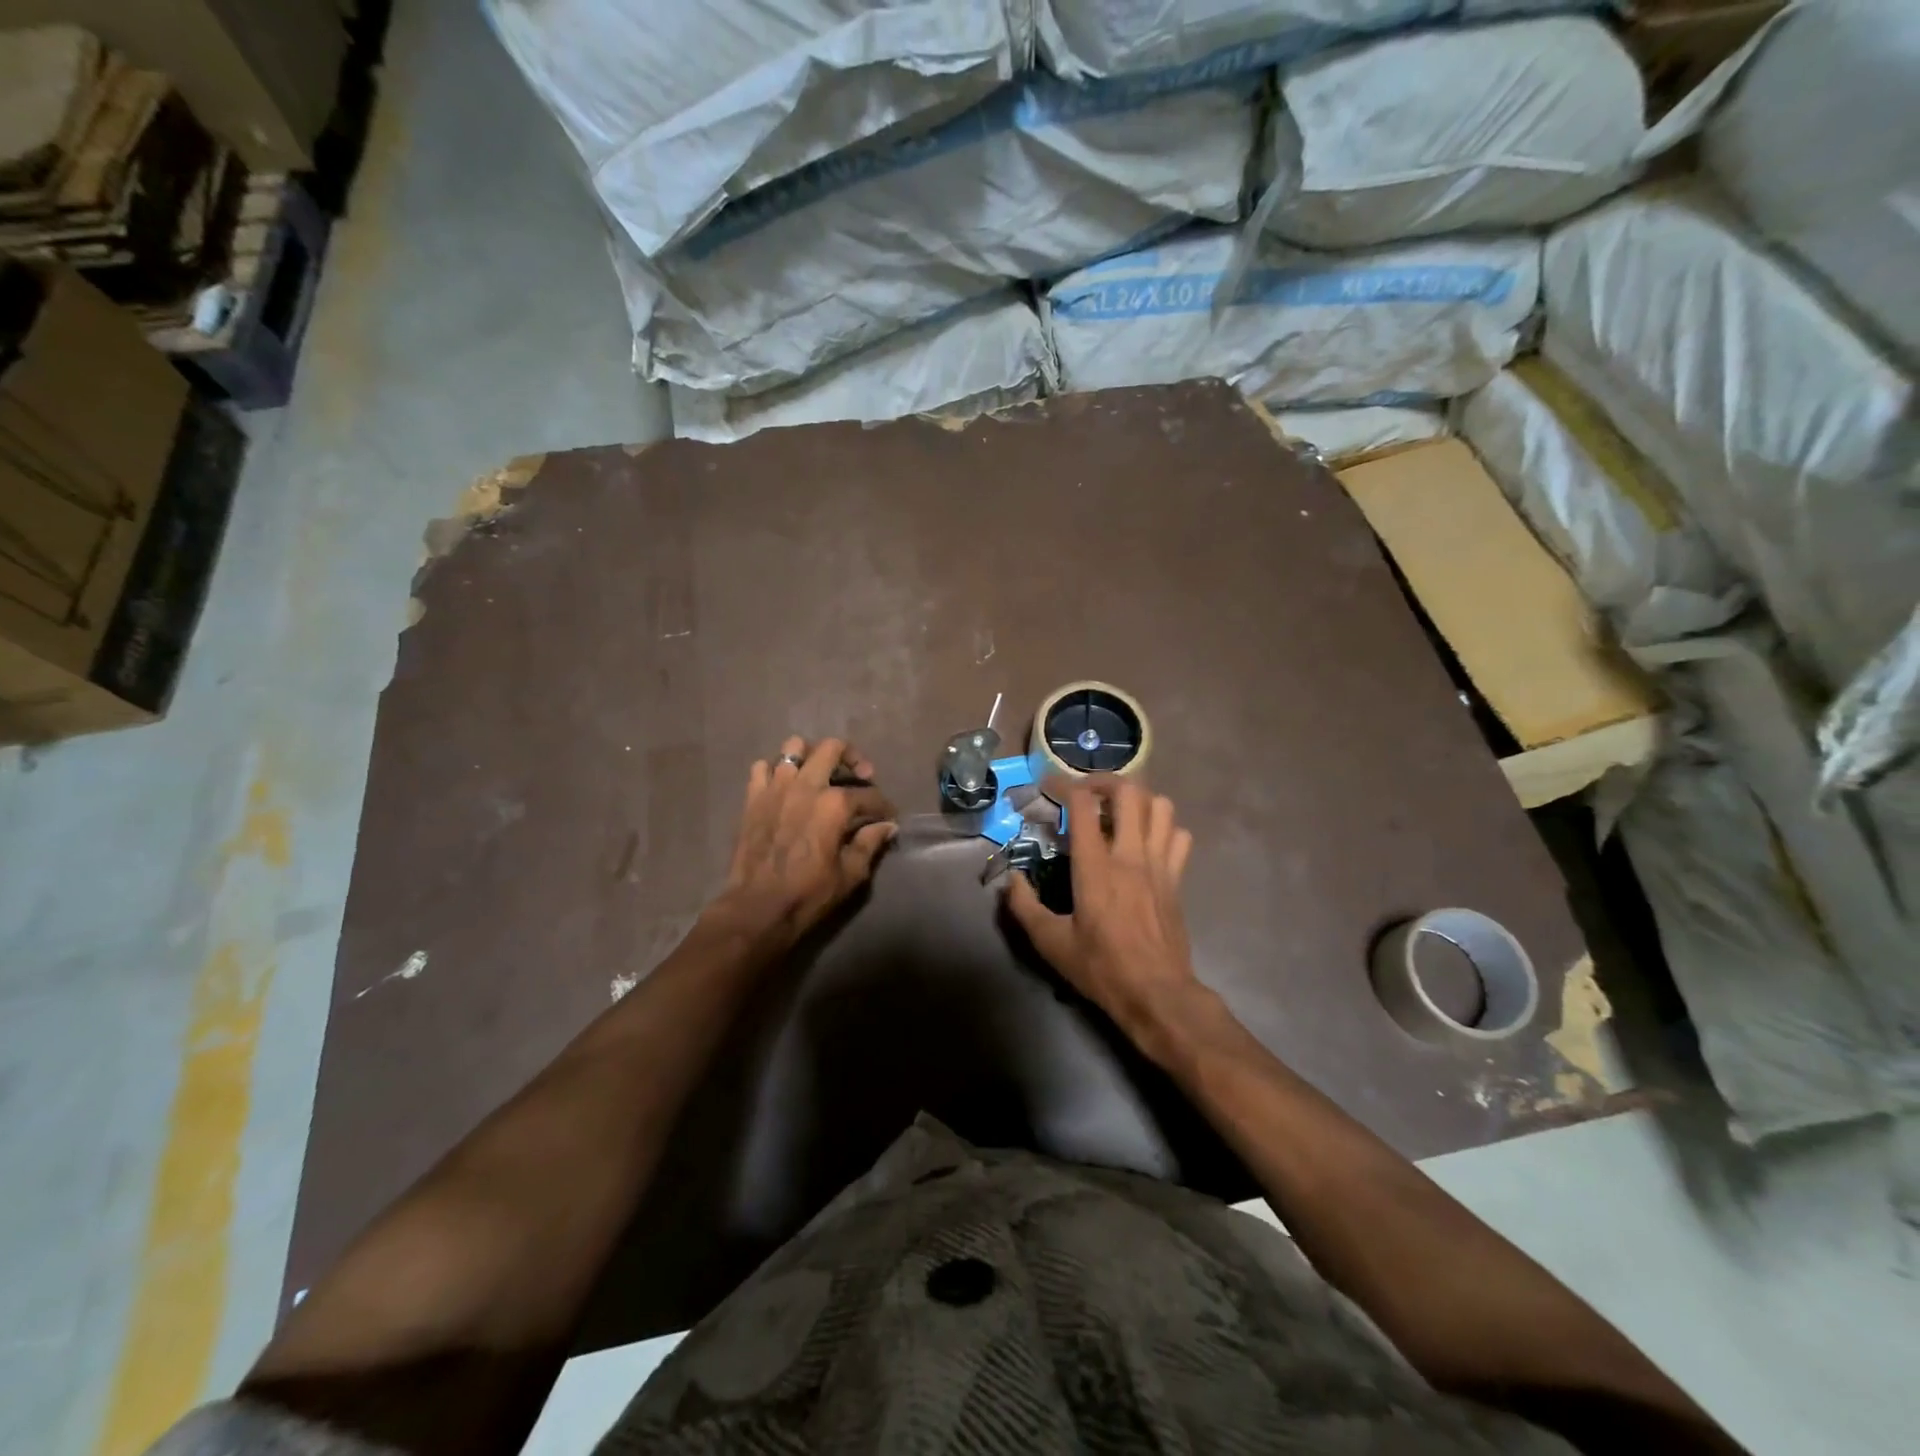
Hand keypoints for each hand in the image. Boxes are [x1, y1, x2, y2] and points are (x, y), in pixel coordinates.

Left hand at [712, 736, 896, 943]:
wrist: (757, 908)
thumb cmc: (808, 894)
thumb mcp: (850, 874)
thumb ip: (870, 843)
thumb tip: (887, 826)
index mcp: (835, 804)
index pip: (869, 795)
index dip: (883, 806)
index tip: (888, 817)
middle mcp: (807, 785)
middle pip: (833, 748)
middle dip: (853, 757)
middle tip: (860, 776)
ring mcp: (776, 787)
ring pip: (794, 746)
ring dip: (811, 756)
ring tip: (819, 774)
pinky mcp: (752, 797)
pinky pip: (762, 767)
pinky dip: (775, 771)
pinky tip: (784, 787)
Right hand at [1005, 775, 1204, 1059]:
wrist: (1157, 993)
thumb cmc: (1101, 967)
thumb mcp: (1050, 942)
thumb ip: (1025, 907)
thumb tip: (1012, 879)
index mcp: (1096, 867)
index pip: (1084, 805)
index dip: (1064, 786)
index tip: (1049, 787)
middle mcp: (1130, 855)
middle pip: (1129, 792)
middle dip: (1105, 781)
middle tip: (1086, 793)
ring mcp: (1159, 864)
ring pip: (1161, 806)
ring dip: (1139, 799)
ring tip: (1118, 811)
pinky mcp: (1177, 879)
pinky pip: (1179, 835)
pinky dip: (1164, 827)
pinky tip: (1147, 840)